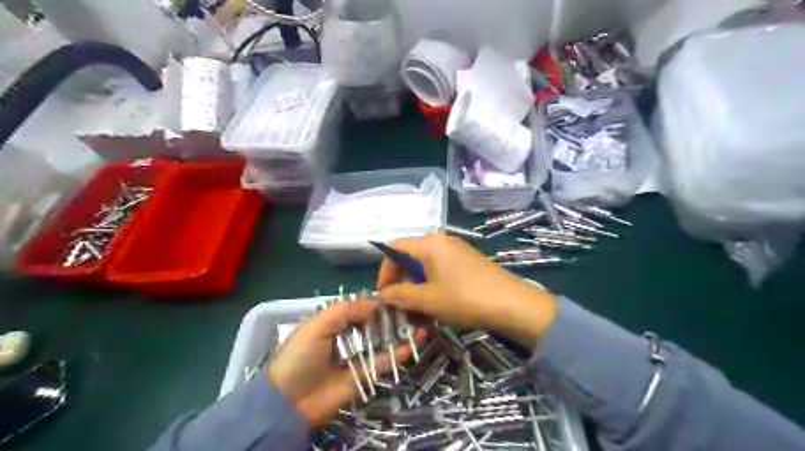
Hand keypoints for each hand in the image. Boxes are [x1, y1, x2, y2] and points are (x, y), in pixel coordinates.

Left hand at [266, 301, 423, 427]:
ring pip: (382, 340)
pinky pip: (385, 360)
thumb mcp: (316, 326)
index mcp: (333, 323)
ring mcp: (358, 356)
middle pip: (373, 323)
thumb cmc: (300, 357)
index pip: (358, 308)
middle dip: (391, 315)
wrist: (290, 402)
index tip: (395, 293)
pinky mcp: (366, 374)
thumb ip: (344, 311)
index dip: (375, 301)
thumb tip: (374, 302)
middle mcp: (347, 336)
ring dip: (400, 331)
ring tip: (420, 319)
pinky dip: (401, 351)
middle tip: (412, 305)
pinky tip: (416, 339)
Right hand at [376, 233, 553, 348]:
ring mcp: (457, 250)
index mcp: (429, 243)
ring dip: (417, 285)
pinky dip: (433, 283)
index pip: (395, 248)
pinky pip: (442, 268)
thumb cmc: (464, 298)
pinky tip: (438, 303)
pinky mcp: (468, 260)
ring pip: (426, 264)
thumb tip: (382, 295)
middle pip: (411, 255)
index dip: (385, 270)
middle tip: (401, 304)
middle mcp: (442, 240)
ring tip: (419, 308)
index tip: (384, 293)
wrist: (512, 304)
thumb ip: (400, 295)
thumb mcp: (428, 299)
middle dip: (402, 280)